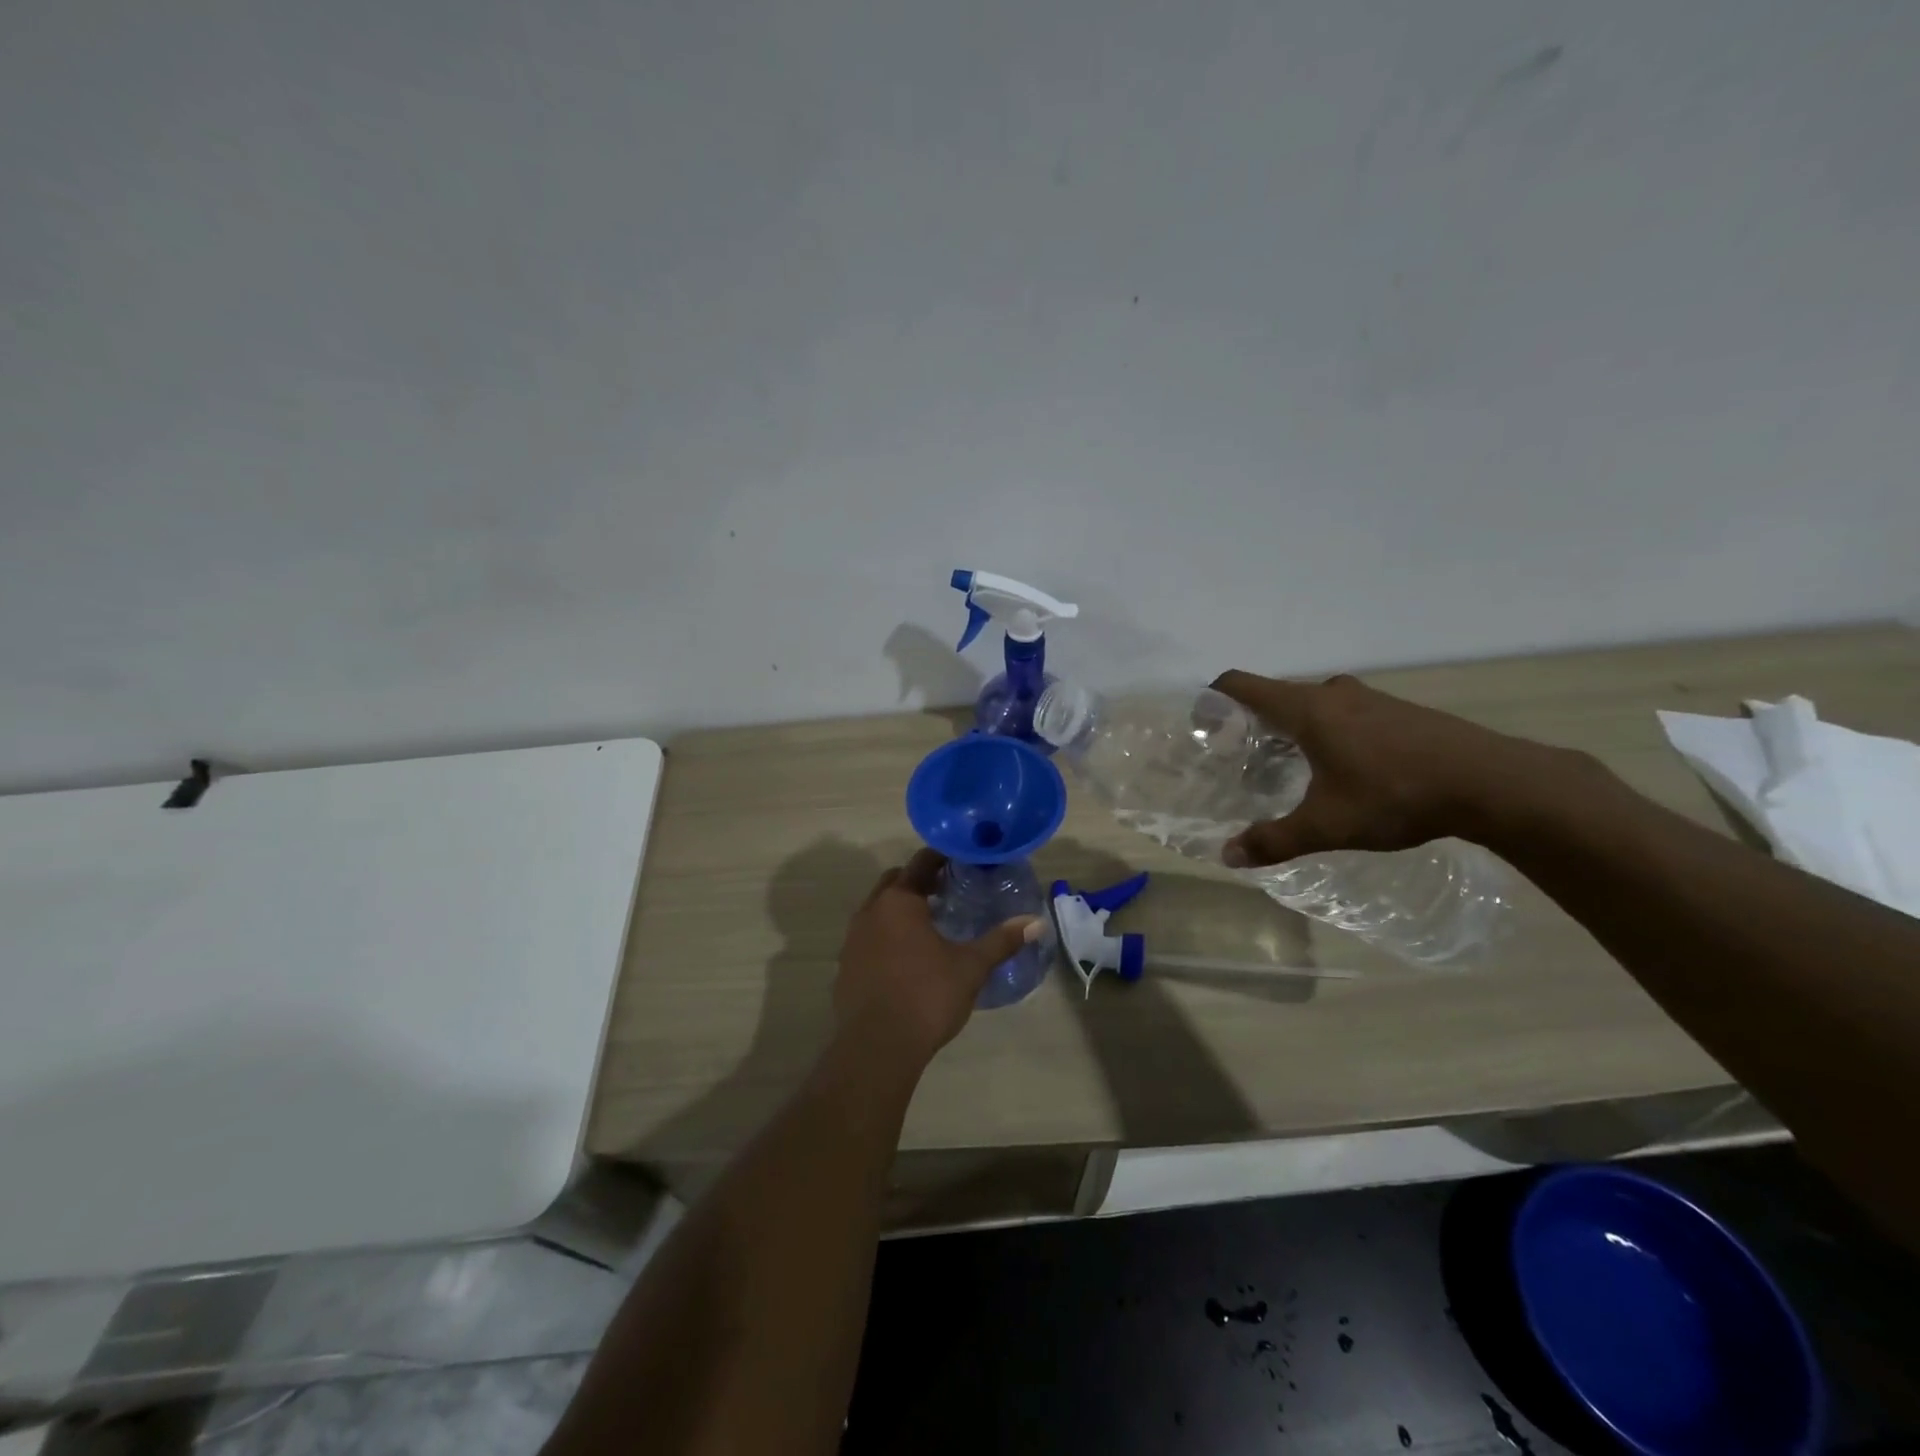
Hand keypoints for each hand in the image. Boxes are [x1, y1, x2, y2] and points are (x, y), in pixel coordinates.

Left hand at [835, 850, 1040, 1068]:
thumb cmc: (927, 996)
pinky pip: (869, 936)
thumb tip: (1036, 922)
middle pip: (895, 881)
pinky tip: (908, 957)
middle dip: (919, 881)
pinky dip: (887, 934)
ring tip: (930, 923)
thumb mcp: (971, 967)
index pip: (921, 863)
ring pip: (878, 909)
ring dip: (901, 908)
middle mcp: (870, 912)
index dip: (941, 857)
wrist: (877, 1047)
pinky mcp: (846, 966)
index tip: (962, 859)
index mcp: (899, 901)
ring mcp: (853, 939)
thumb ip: (1001, 940)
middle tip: (948, 889)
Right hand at [1210, 670, 1579, 866]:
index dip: (1215, 696)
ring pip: (1314, 705)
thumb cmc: (1395, 794)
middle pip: (1277, 695)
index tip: (1202, 722)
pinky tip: (1341, 770)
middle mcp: (1334, 694)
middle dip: (1253, 722)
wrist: (1491, 782)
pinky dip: (1328, 732)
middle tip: (1242, 759)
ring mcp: (1371, 699)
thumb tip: (1227, 856)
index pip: (1243, 684)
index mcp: (1307, 709)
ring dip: (1294, 728)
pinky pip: (1345, 714)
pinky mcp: (1400, 712)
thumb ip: (1274, 839)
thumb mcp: (1327, 825)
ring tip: (1288, 767)